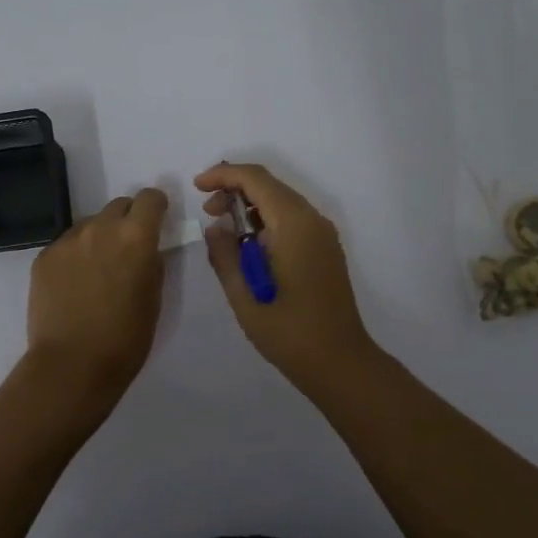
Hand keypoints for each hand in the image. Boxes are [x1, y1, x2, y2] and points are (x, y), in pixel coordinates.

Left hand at [26, 188, 167, 395]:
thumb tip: (146, 250)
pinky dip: (75, 256)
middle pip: (118, 205)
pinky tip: (74, 285)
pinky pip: (66, 245)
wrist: (72, 365)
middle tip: (127, 249)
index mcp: (136, 237)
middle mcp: (100, 228)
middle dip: (127, 220)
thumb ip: (152, 263)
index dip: (155, 207)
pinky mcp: (44, 257)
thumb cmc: (126, 338)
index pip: (149, 198)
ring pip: (90, 224)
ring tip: (97, 271)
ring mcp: (67, 241)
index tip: (156, 221)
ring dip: (99, 237)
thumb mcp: (154, 299)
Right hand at [195, 163, 378, 388]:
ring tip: (224, 230)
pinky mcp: (325, 249)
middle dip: (235, 189)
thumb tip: (216, 228)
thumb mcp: (245, 297)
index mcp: (294, 225)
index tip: (197, 186)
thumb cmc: (289, 333)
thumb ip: (225, 256)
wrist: (340, 362)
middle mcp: (313, 220)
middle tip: (207, 212)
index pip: (256, 179)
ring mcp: (323, 235)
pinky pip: (293, 219)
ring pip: (282, 201)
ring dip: (250, 205)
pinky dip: (267, 220)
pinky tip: (249, 245)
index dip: (223, 175)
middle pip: (270, 186)